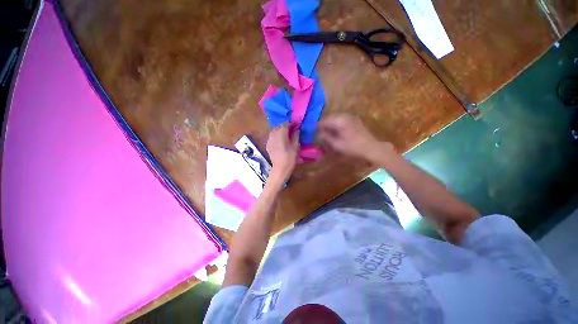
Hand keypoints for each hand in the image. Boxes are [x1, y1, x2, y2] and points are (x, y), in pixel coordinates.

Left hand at [266, 124, 299, 182]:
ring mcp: (269, 139)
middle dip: (285, 127)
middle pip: (279, 126)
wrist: (280, 168)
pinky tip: (280, 141)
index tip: (296, 125)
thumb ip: (296, 135)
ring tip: (286, 135)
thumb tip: (297, 129)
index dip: (291, 123)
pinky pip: (272, 137)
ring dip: (280, 131)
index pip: (286, 124)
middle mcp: (273, 134)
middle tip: (292, 130)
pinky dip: (276, 136)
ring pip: (274, 131)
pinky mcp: (267, 145)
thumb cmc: (290, 157)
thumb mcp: (296, 146)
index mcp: (281, 133)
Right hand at [318, 114, 393, 162]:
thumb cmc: (353, 147)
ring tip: (326, 132)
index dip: (316, 127)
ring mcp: (350, 117)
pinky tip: (336, 130)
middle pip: (329, 118)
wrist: (372, 148)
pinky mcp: (355, 120)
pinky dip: (336, 124)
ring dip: (330, 124)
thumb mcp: (336, 145)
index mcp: (339, 121)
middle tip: (319, 133)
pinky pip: (342, 119)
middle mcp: (344, 115)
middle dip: (323, 124)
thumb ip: (325, 138)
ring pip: (335, 118)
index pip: (323, 121)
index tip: (312, 132)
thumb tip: (317, 134)